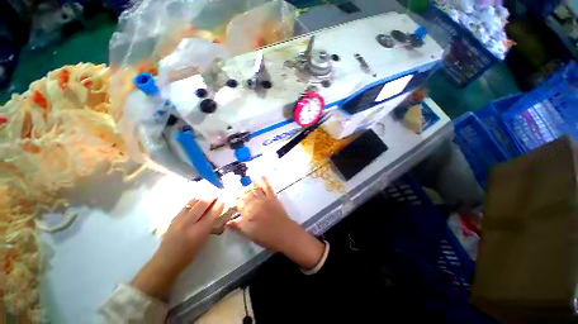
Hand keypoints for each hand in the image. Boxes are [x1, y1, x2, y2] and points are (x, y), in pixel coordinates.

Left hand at [131, 196, 223, 300]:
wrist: (165, 261)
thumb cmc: (188, 255)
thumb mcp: (203, 241)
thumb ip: (209, 226)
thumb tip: (215, 214)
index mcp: (198, 232)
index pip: (211, 214)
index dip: (219, 205)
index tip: (223, 199)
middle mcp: (188, 224)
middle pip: (201, 205)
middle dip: (211, 197)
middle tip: (217, 194)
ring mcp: (179, 220)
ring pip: (191, 203)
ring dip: (201, 197)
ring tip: (207, 194)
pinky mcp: (173, 219)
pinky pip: (185, 206)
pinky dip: (193, 201)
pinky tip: (196, 200)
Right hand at [227, 177, 324, 269]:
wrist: (284, 233)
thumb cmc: (265, 236)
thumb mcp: (249, 233)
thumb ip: (237, 226)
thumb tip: (227, 222)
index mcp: (247, 212)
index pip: (238, 203)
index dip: (235, 201)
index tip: (234, 201)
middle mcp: (254, 203)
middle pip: (246, 194)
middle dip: (242, 192)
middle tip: (239, 191)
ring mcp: (264, 199)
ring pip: (255, 189)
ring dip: (250, 184)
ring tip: (246, 179)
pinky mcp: (272, 197)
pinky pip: (267, 187)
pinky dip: (263, 181)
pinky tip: (261, 176)